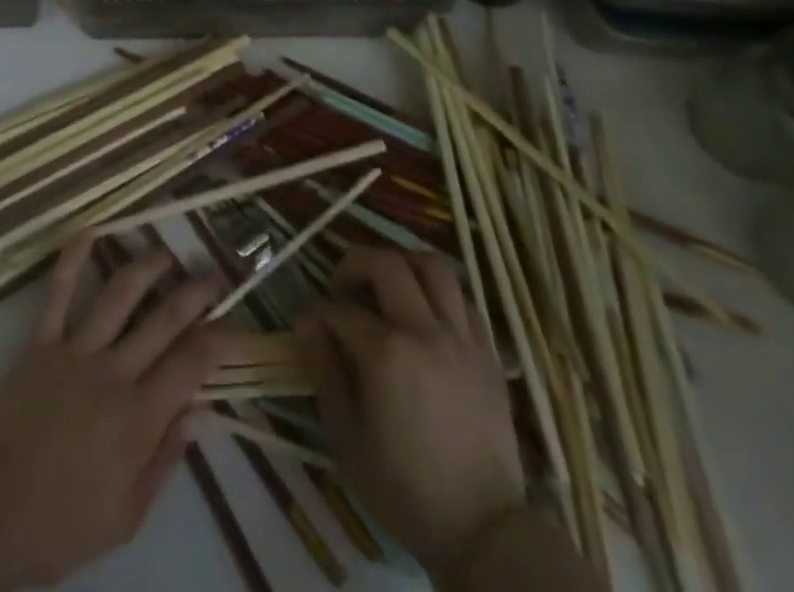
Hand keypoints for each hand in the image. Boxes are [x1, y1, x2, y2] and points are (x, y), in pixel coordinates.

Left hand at [0, 234, 227, 588]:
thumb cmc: (63, 525)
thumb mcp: (127, 515)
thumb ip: (166, 458)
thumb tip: (204, 412)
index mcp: (139, 417)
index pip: (192, 363)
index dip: (220, 338)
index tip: (236, 322)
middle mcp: (114, 373)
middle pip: (164, 319)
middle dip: (195, 292)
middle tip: (214, 272)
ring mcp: (75, 351)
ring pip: (119, 295)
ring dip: (147, 267)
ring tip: (166, 252)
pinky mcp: (40, 343)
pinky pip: (58, 294)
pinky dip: (73, 260)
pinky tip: (89, 231)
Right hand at [296, 246, 525, 579]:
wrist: (483, 529)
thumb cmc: (404, 488)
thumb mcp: (346, 438)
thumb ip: (323, 370)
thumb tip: (306, 323)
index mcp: (386, 354)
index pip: (338, 309)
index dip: (316, 313)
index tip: (309, 326)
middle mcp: (424, 330)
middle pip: (385, 264)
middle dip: (354, 264)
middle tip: (343, 287)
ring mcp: (461, 337)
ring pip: (432, 266)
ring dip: (402, 264)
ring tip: (386, 284)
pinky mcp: (487, 350)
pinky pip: (462, 297)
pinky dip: (438, 291)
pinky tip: (424, 311)